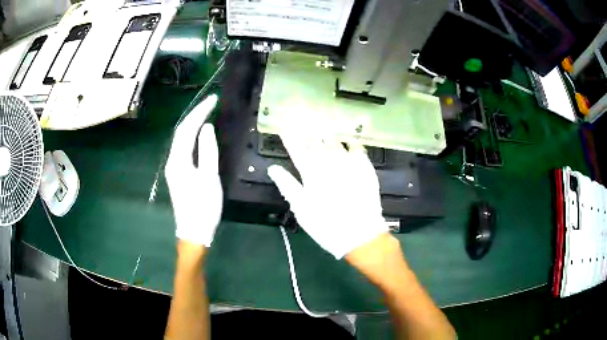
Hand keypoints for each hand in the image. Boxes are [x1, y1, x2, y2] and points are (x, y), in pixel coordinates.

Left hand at [165, 94, 221, 246]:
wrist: (194, 231)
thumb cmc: (204, 207)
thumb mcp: (209, 178)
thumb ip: (207, 151)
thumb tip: (206, 128)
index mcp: (178, 160)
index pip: (187, 128)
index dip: (199, 112)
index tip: (213, 99)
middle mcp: (172, 161)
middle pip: (181, 131)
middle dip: (195, 114)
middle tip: (211, 103)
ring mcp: (173, 167)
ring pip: (181, 139)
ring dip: (192, 123)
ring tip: (206, 112)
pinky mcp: (177, 173)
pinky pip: (183, 147)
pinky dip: (191, 136)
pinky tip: (199, 133)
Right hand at [268, 132, 387, 258]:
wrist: (359, 233)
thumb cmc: (325, 224)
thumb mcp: (301, 208)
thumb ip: (287, 185)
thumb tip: (273, 168)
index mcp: (310, 172)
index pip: (295, 148)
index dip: (289, 137)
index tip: (284, 128)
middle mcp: (328, 161)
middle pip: (315, 140)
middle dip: (307, 131)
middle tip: (303, 122)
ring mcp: (348, 161)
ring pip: (334, 140)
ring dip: (326, 133)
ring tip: (323, 125)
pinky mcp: (364, 166)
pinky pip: (356, 146)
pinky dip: (349, 141)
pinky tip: (347, 138)